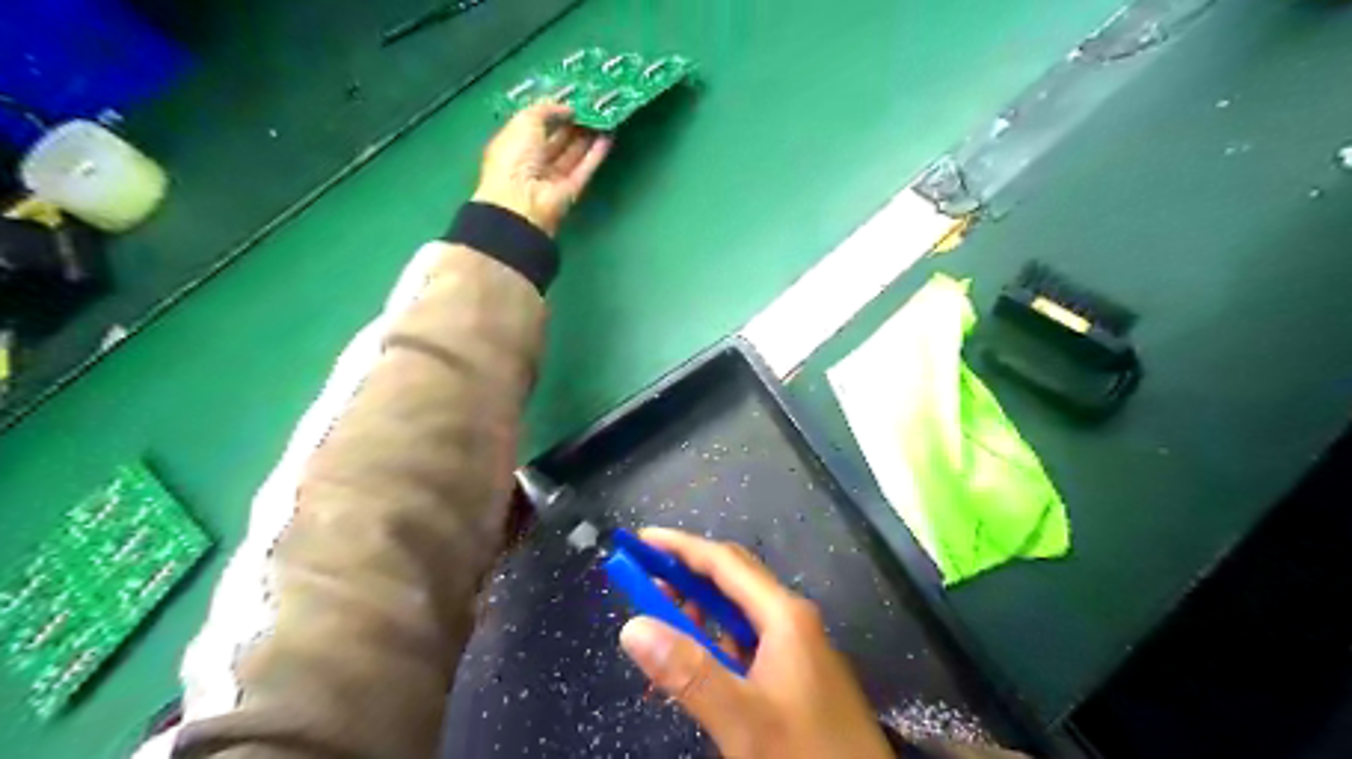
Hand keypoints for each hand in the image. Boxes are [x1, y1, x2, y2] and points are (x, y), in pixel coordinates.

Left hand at [473, 100, 605, 237]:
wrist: (522, 201)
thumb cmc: (514, 157)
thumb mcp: (524, 121)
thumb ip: (545, 110)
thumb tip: (566, 109)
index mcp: (514, 144)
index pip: (536, 126)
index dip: (553, 113)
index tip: (571, 99)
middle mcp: (533, 161)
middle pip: (557, 140)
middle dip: (574, 124)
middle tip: (592, 105)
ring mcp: (554, 178)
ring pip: (574, 154)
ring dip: (588, 137)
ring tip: (605, 116)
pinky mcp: (572, 190)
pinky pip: (585, 168)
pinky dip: (596, 153)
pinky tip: (608, 137)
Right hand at [618, 528, 895, 758]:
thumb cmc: (807, 753)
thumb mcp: (743, 718)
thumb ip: (688, 672)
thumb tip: (633, 627)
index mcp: (784, 615)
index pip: (724, 563)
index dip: (681, 547)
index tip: (641, 542)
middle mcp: (791, 620)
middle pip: (732, 581)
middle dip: (687, 575)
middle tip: (644, 581)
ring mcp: (796, 648)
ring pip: (738, 615)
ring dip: (698, 611)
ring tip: (661, 621)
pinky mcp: (794, 675)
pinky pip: (746, 644)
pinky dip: (714, 643)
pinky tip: (695, 662)